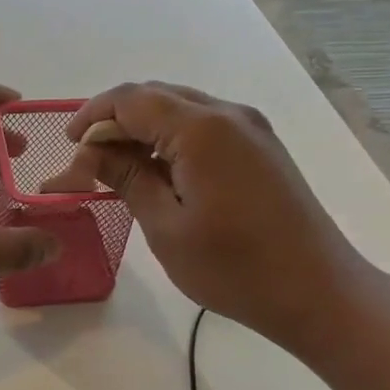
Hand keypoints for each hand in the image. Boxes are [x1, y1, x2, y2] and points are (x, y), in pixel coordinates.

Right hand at [65, 82, 363, 347]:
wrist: (320, 294)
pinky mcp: (262, 147)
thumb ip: (126, 178)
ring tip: (119, 169)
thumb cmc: (235, 268)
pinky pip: (205, 126)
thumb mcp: (166, 227)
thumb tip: (90, 153)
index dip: (93, 115)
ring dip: (144, 130)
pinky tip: (160, 173)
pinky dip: (172, 139)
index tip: (68, 145)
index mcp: (201, 128)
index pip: (131, 99)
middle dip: (116, 121)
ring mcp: (251, 128)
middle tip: (89, 160)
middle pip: (156, 96)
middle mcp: (228, 114)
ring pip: (181, 109)